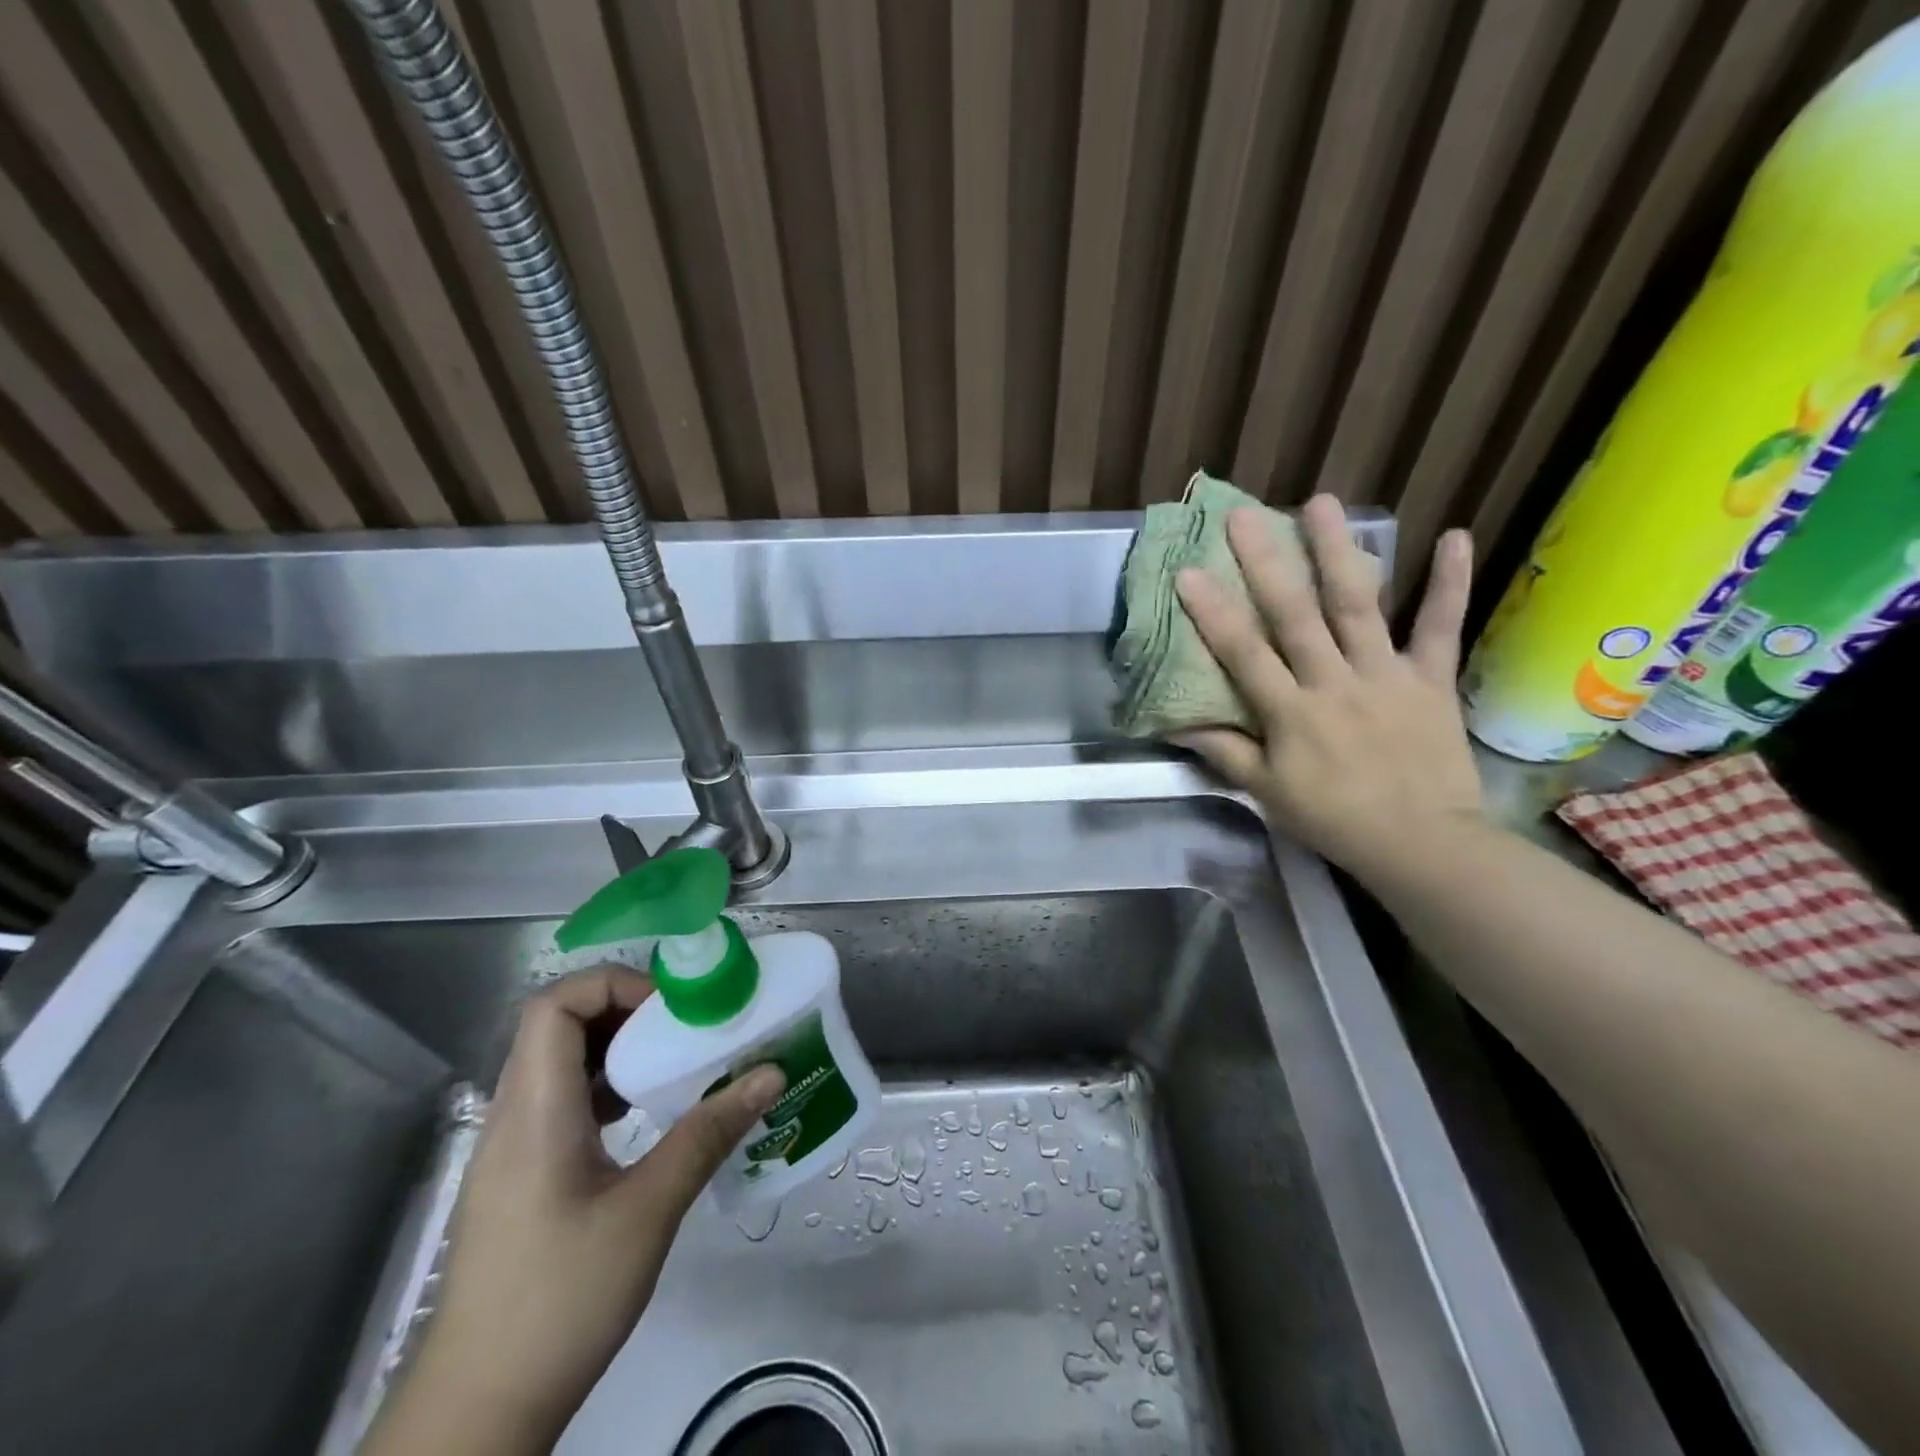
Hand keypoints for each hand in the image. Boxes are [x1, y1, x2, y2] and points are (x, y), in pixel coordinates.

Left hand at [364, 967, 784, 1455]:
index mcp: (535, 1111)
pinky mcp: (520, 1177)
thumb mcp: (648, 1211)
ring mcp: (512, 1149)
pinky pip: (560, 1101)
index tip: (670, 1009)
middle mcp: (514, 1116)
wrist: (478, 1411)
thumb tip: (770, 1073)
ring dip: (617, 1049)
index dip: (613, 985)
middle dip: (625, 1011)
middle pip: (557, 1025)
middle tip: (683, 1029)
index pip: (554, 1005)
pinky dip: (605, 1087)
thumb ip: (708, 1133)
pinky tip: (643, 1117)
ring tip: (672, 1065)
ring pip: (558, 1063)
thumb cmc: (560, 1300)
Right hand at [1172, 495, 1482, 883]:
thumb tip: (1179, 724)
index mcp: (1291, 713)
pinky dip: (1449, 583)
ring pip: (1357, 605)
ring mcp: (1386, 675)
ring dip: (1337, 552)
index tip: (1189, 572)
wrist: (1422, 844)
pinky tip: (1453, 535)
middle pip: (1295, 615)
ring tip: (1321, 503)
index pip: (1244, 654)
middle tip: (1244, 516)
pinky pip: (1440, 627)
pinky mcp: (1431, 679)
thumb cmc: (1334, 819)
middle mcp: (1334, 682)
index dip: (1214, 613)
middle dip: (1266, 563)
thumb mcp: (1268, 792)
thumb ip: (1226, 752)